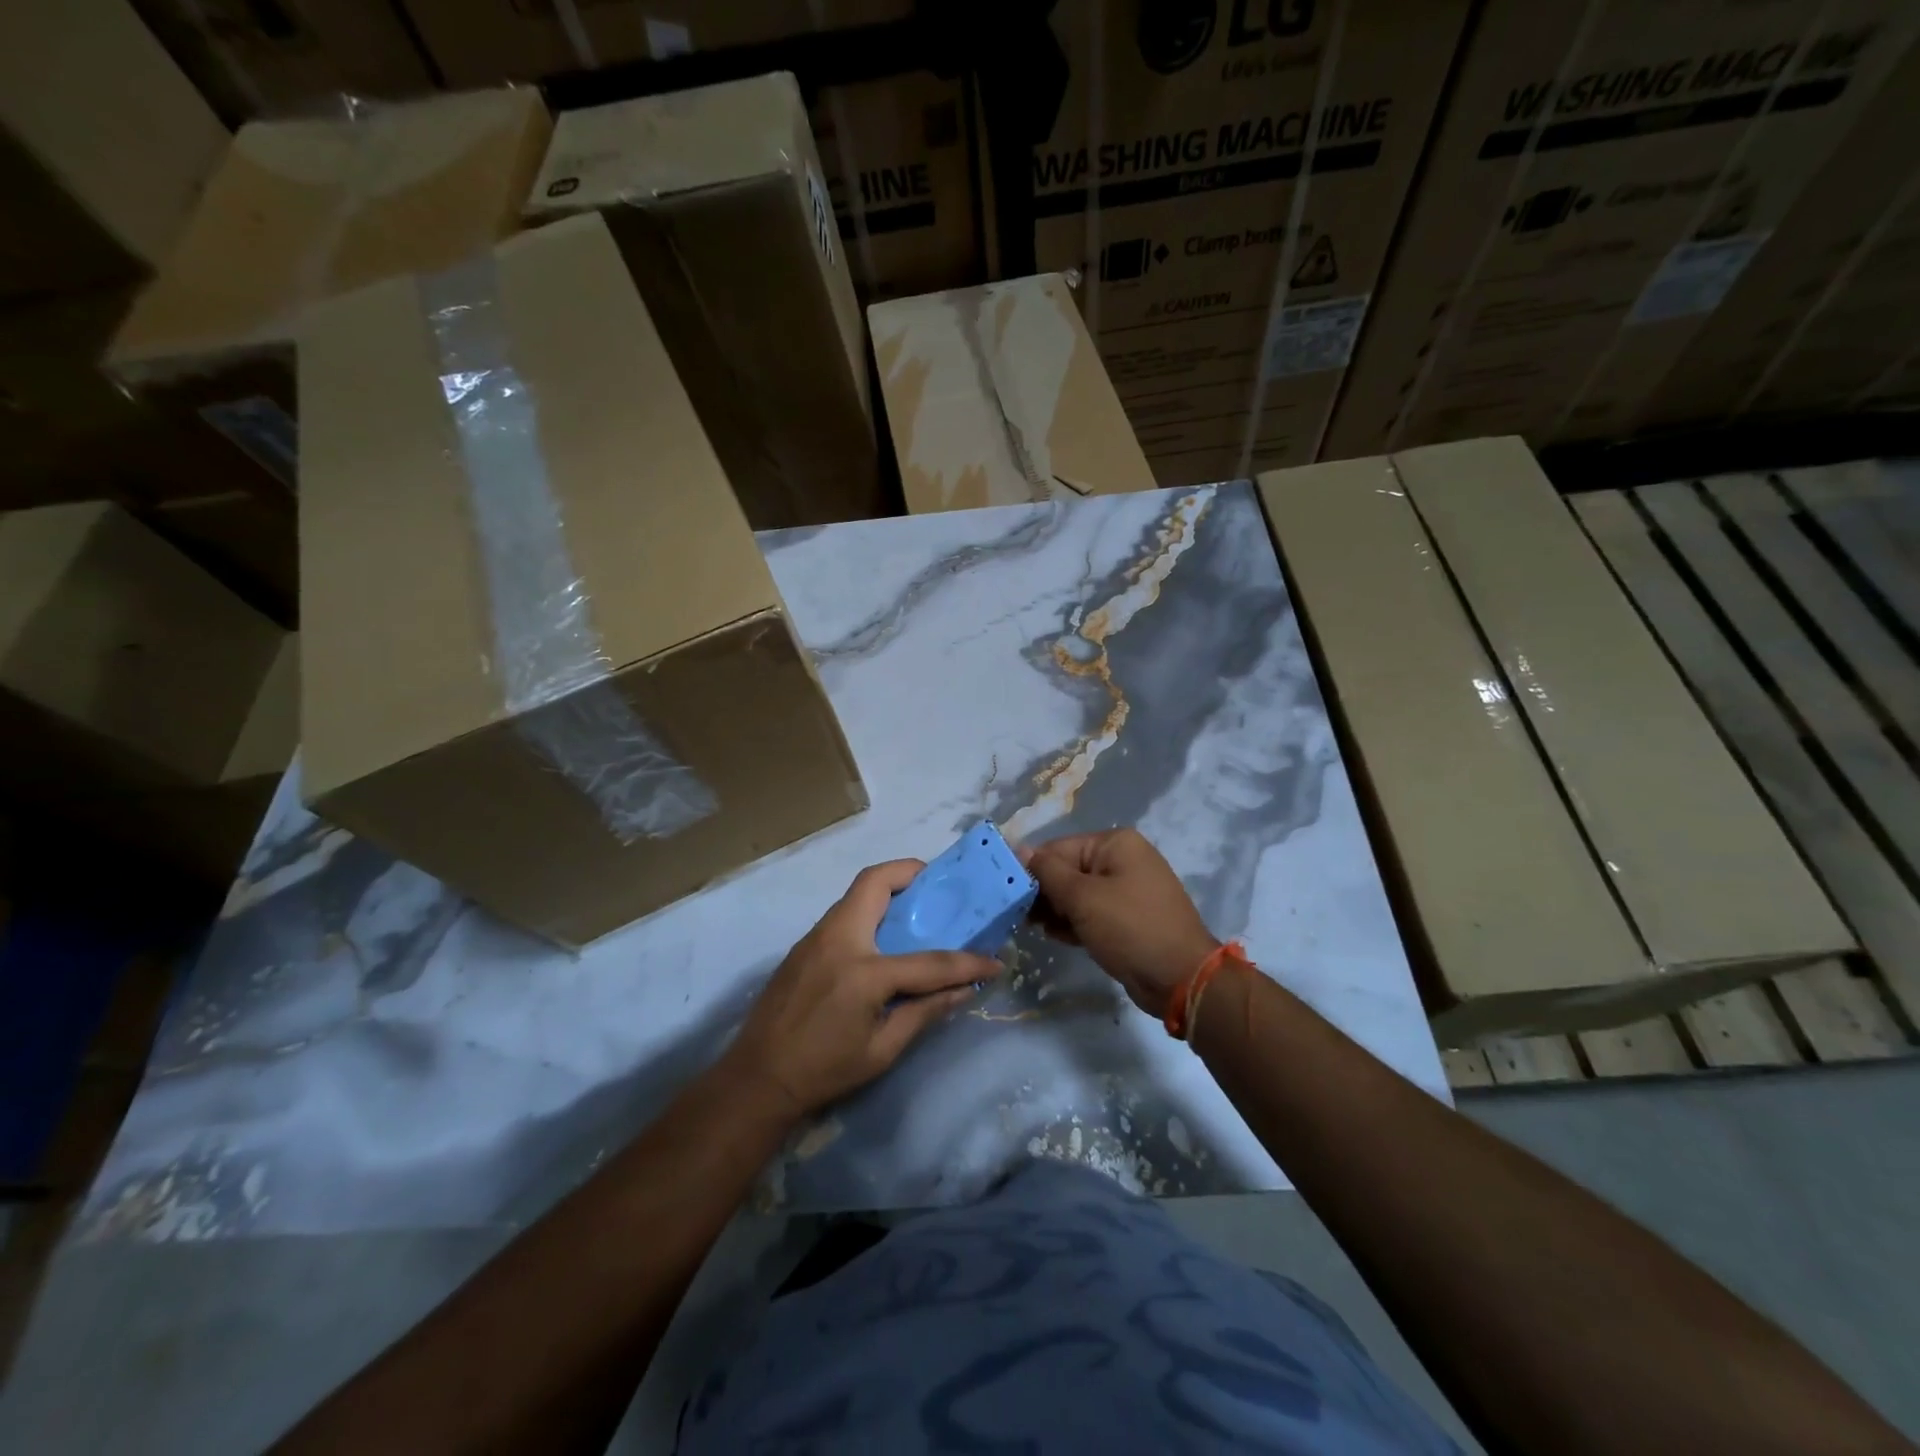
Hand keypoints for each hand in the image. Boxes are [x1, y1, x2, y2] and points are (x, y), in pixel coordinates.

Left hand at [723, 860, 1001, 1119]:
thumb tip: (964, 991)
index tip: (994, 961)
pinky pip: (843, 913)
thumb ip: (924, 1012)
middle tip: (937, 887)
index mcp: (863, 971)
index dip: (967, 963)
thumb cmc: (823, 1071)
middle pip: (875, 882)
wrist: (756, 1079)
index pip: (929, 961)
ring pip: (856, 894)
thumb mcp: (882, 1050)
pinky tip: (882, 939)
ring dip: (888, 891)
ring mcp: (815, 937)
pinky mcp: (803, 945)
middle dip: (910, 872)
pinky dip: (869, 911)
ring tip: (916, 911)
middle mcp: (838, 939)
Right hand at [1022, 829, 1217, 1017]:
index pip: (1058, 848)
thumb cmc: (1129, 928)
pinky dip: (1074, 923)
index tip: (1006, 894)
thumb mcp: (1082, 898)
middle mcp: (1123, 860)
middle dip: (1043, 892)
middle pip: (1068, 869)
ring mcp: (1128, 890)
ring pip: (1078, 894)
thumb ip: (1047, 872)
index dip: (1031, 869)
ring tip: (1034, 928)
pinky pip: (1092, 913)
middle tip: (1019, 916)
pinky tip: (1057, 938)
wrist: (1181, 979)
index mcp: (1115, 844)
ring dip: (1056, 910)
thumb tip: (1019, 849)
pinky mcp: (1128, 919)